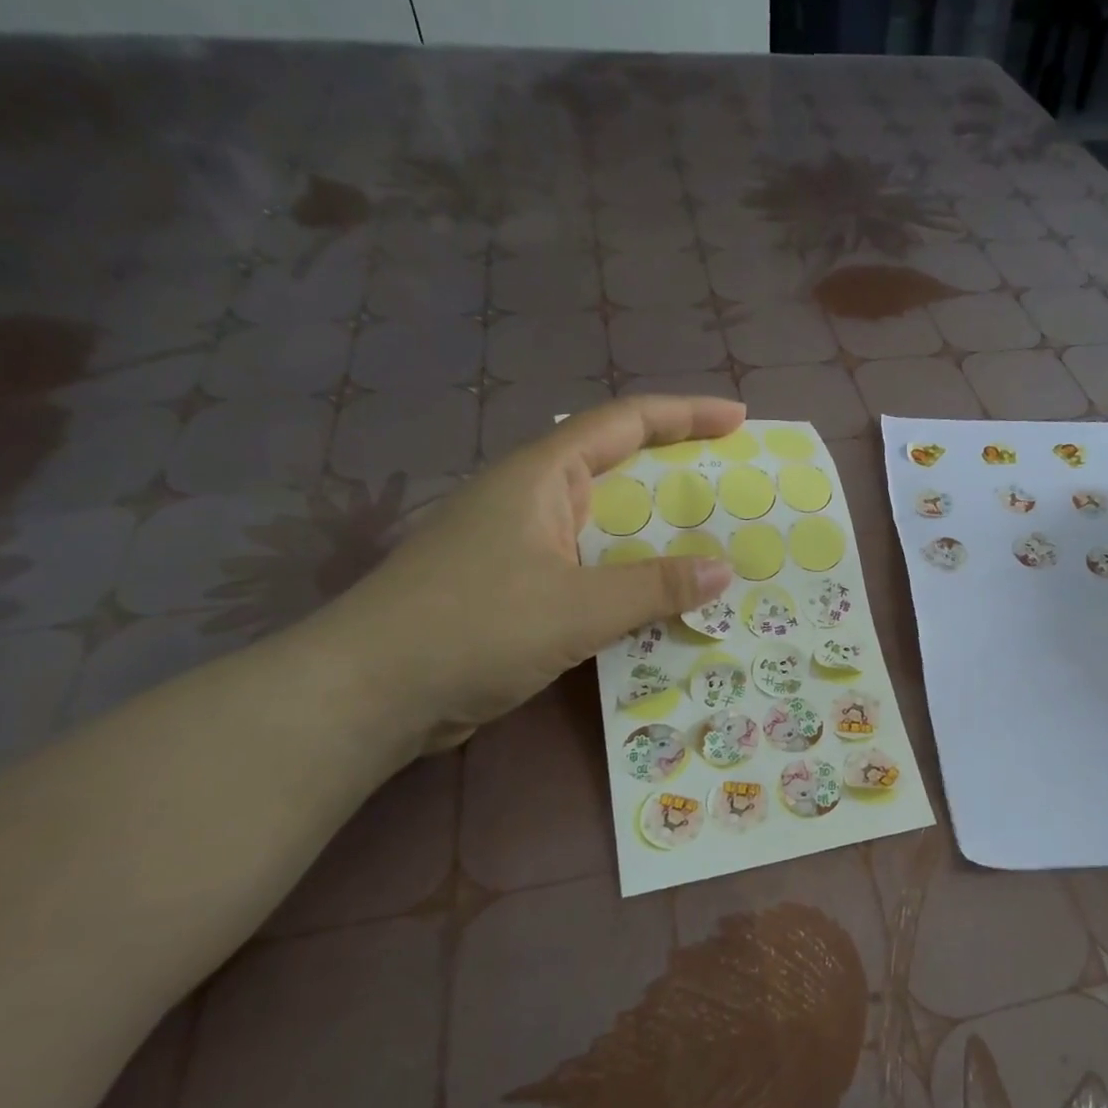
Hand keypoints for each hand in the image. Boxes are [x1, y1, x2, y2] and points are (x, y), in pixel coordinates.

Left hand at [315, 395, 740, 751]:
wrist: (369, 693)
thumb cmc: (474, 627)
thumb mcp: (578, 606)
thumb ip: (656, 587)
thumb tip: (723, 570)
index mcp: (542, 477)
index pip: (625, 423)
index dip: (685, 414)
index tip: (738, 419)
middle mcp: (532, 501)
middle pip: (619, 473)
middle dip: (679, 478)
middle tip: (736, 493)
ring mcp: (521, 548)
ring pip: (606, 530)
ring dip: (657, 540)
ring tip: (714, 553)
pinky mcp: (517, 592)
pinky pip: (591, 574)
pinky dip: (630, 582)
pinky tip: (660, 607)